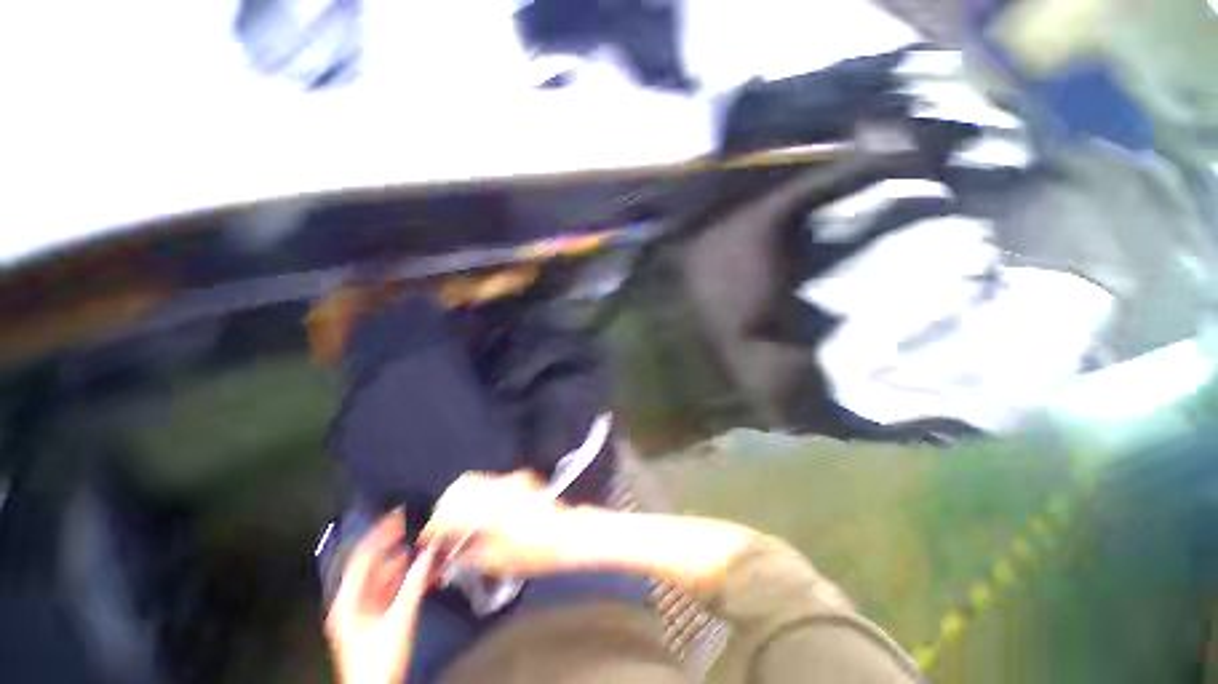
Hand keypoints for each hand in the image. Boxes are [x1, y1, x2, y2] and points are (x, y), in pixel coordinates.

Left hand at [325, 510, 437, 683]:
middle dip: (391, 546)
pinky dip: (401, 577)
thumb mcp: (400, 618)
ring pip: (381, 577)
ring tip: (417, 548)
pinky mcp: (372, 618)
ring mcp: (361, 610)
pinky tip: (416, 571)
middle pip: (371, 565)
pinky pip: (387, 589)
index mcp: (348, 600)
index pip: (362, 557)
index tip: (398, 516)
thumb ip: (415, 582)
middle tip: (410, 527)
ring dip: (399, 562)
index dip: (379, 534)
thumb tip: (430, 551)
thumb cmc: (380, 657)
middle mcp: (351, 601)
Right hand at [420, 470, 578, 576]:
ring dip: (460, 497)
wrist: (567, 533)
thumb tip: (450, 552)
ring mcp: (510, 481)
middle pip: (459, 487)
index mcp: (489, 512)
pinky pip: (490, 481)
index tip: (427, 538)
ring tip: (456, 518)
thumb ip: (468, 553)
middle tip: (440, 526)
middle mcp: (497, 490)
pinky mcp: (520, 479)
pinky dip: (478, 493)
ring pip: (474, 480)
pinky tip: (480, 510)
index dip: (433, 527)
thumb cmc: (535, 552)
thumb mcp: (497, 561)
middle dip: (444, 506)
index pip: (451, 513)